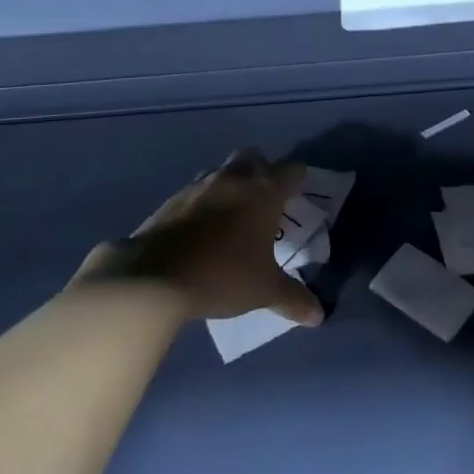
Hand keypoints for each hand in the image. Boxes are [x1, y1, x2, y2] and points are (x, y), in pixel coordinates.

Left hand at [77, 150, 323, 325]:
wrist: (155, 277)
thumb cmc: (222, 276)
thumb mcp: (264, 291)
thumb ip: (293, 298)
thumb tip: (318, 315)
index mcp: (263, 192)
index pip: (292, 170)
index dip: (299, 179)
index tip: (300, 195)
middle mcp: (233, 178)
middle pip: (254, 158)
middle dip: (262, 171)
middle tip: (265, 202)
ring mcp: (199, 185)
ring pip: (222, 170)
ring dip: (231, 184)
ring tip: (233, 215)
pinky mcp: (172, 199)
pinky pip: (196, 190)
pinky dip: (204, 202)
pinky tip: (202, 229)